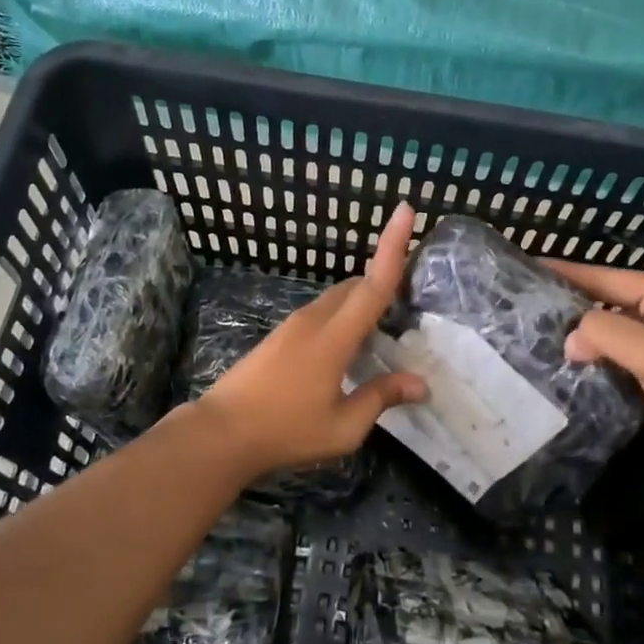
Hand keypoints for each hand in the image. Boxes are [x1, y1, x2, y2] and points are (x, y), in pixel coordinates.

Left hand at [199, 203, 427, 481]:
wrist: (222, 433)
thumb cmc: (286, 430)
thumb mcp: (343, 426)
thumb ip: (381, 398)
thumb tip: (421, 384)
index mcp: (334, 337)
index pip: (372, 285)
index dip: (392, 247)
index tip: (406, 210)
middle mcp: (314, 320)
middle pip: (355, 286)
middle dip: (383, 280)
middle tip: (410, 302)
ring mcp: (293, 325)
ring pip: (337, 299)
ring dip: (361, 302)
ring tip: (384, 329)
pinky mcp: (280, 336)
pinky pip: (322, 313)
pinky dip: (343, 317)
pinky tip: (349, 349)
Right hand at [552, 261, 643, 474]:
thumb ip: (606, 335)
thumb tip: (571, 339)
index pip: (607, 277)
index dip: (569, 273)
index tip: (532, 269)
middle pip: (610, 301)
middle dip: (574, 305)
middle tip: (532, 308)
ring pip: (616, 330)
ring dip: (586, 334)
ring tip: (545, 336)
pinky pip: (623, 355)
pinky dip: (601, 357)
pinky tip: (576, 366)